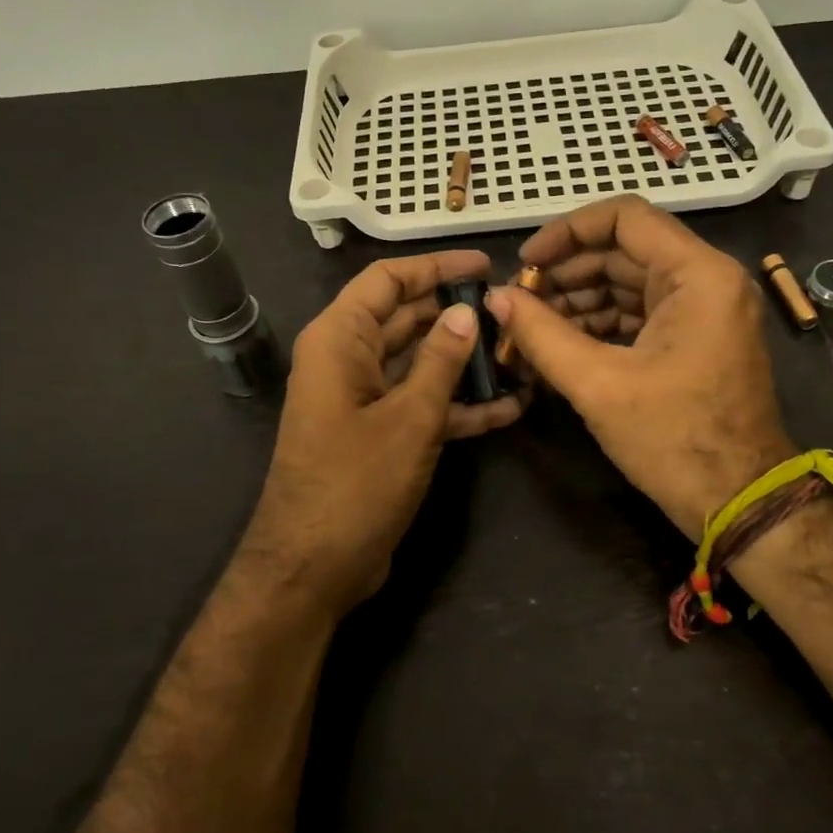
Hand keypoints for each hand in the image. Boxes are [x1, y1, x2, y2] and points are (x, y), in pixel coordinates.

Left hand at [242, 249, 522, 611]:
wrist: (314, 567)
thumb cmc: (355, 483)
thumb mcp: (409, 418)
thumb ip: (440, 361)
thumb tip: (465, 312)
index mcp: (339, 340)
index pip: (387, 280)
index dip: (436, 267)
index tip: (485, 265)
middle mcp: (347, 360)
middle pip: (405, 319)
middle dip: (456, 315)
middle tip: (512, 311)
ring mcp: (362, 399)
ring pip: (417, 364)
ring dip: (463, 362)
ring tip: (519, 354)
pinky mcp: (377, 434)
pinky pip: (419, 404)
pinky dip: (457, 405)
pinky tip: (508, 407)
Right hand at [487, 196, 793, 537]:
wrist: (739, 502)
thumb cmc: (673, 439)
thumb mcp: (598, 384)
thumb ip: (541, 333)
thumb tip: (495, 298)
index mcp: (697, 274)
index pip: (624, 218)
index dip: (567, 232)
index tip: (525, 262)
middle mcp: (706, 280)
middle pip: (623, 252)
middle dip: (565, 274)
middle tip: (517, 303)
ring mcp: (703, 311)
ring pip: (628, 284)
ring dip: (577, 302)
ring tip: (528, 329)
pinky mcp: (695, 339)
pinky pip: (639, 314)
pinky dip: (599, 325)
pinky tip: (557, 346)